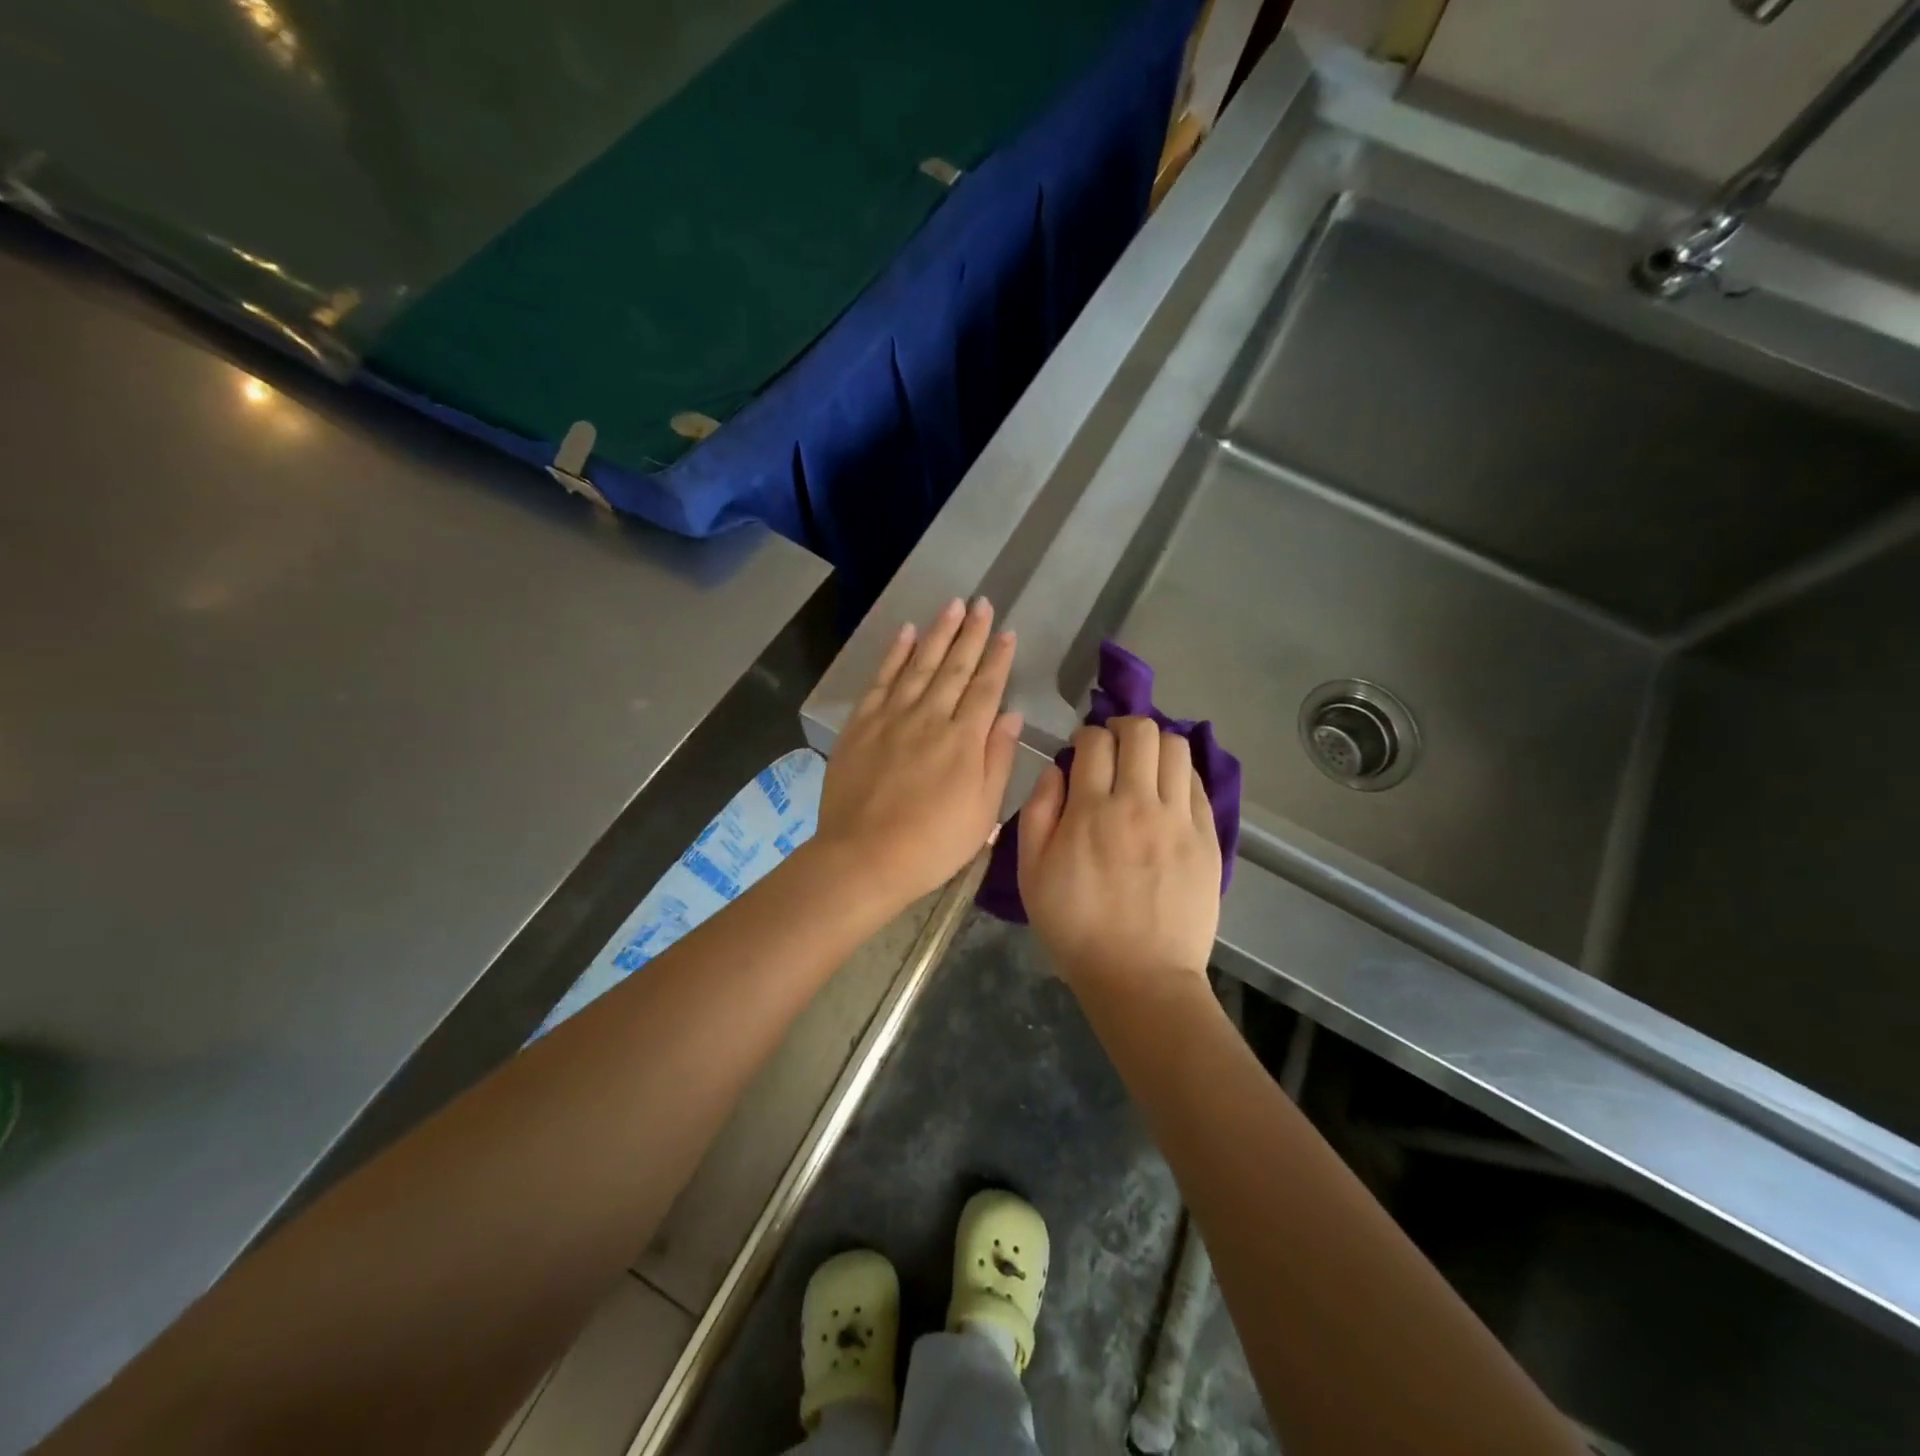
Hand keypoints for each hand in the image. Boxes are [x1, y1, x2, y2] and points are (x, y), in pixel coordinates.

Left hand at [815, 598, 1021, 909]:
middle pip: (954, 667)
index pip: (986, 688)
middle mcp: (930, 717)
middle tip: (982, 603)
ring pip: (919, 664)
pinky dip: (894, 654)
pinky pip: (881, 679)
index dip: (998, 658)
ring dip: (937, 633)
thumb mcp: (983, 811)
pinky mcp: (861, 724)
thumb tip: (1011, 715)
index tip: (1007, 632)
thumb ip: (997, 758)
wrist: (864, 857)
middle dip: (971, 633)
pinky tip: (905, 633)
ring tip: (952, 605)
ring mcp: (892, 717)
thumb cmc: (933, 844)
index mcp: (964, 739)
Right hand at [1017, 717, 1220, 995]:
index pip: (1094, 741)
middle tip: (1114, 747)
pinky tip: (1167, 792)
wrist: (1140, 977)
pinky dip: (1180, 775)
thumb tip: (1055, 770)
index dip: (1085, 736)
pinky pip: (1198, 784)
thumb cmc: (1075, 928)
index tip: (1081, 750)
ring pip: (1177, 749)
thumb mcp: (1031, 874)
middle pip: (1142, 732)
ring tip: (1144, 765)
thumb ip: (1038, 812)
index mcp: (1091, 811)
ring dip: (1156, 745)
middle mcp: (1139, 803)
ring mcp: (1179, 820)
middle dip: (1123, 727)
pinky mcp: (1208, 839)